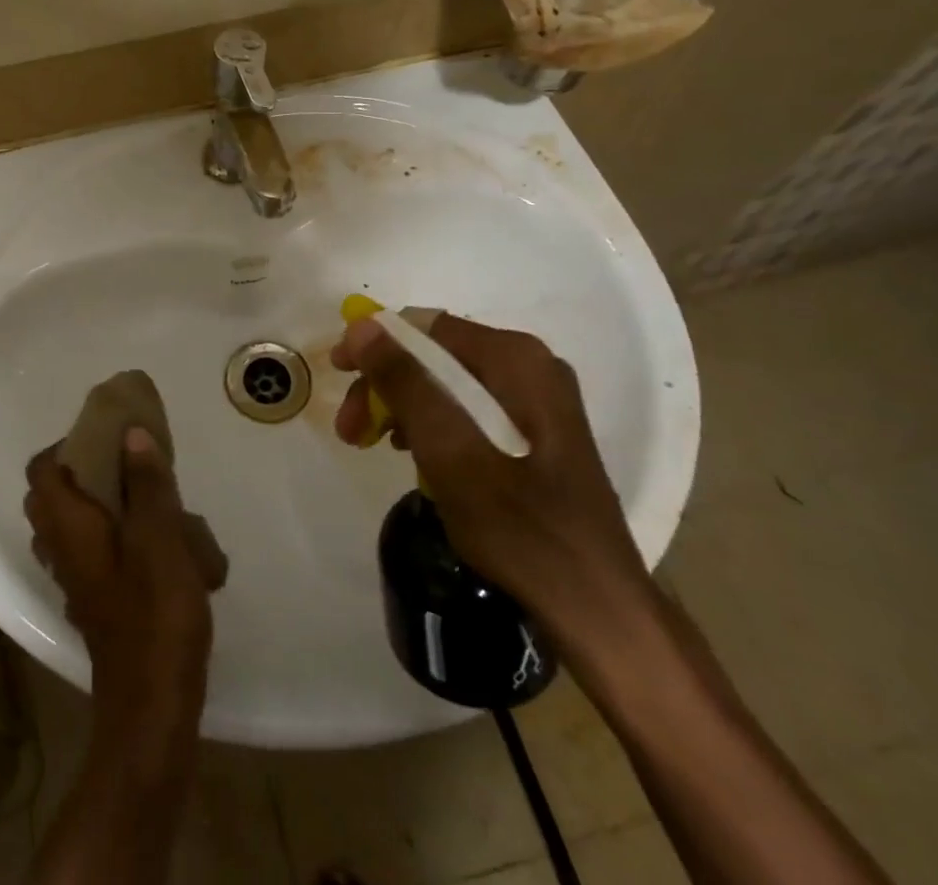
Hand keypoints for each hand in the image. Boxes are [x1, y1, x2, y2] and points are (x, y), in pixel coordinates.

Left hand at [25, 429, 214, 743]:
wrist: (153, 705)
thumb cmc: (155, 612)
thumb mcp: (159, 537)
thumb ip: (146, 483)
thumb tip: (131, 432)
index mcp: (67, 526)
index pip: (40, 470)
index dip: (64, 445)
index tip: (103, 437)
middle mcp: (59, 549)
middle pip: (50, 496)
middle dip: (82, 472)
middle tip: (125, 464)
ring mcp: (73, 579)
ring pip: (69, 526)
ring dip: (96, 504)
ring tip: (142, 499)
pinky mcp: (92, 602)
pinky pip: (88, 552)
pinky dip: (108, 535)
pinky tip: (152, 543)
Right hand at [332, 310, 659, 660]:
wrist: (599, 612)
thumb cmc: (522, 531)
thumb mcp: (451, 454)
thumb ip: (406, 384)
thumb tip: (362, 326)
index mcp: (516, 360)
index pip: (425, 327)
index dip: (374, 345)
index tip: (338, 375)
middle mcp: (529, 366)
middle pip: (434, 354)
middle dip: (385, 384)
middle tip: (349, 428)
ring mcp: (536, 399)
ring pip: (446, 382)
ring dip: (401, 407)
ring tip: (371, 444)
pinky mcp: (536, 432)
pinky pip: (467, 408)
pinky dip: (431, 425)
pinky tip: (413, 456)